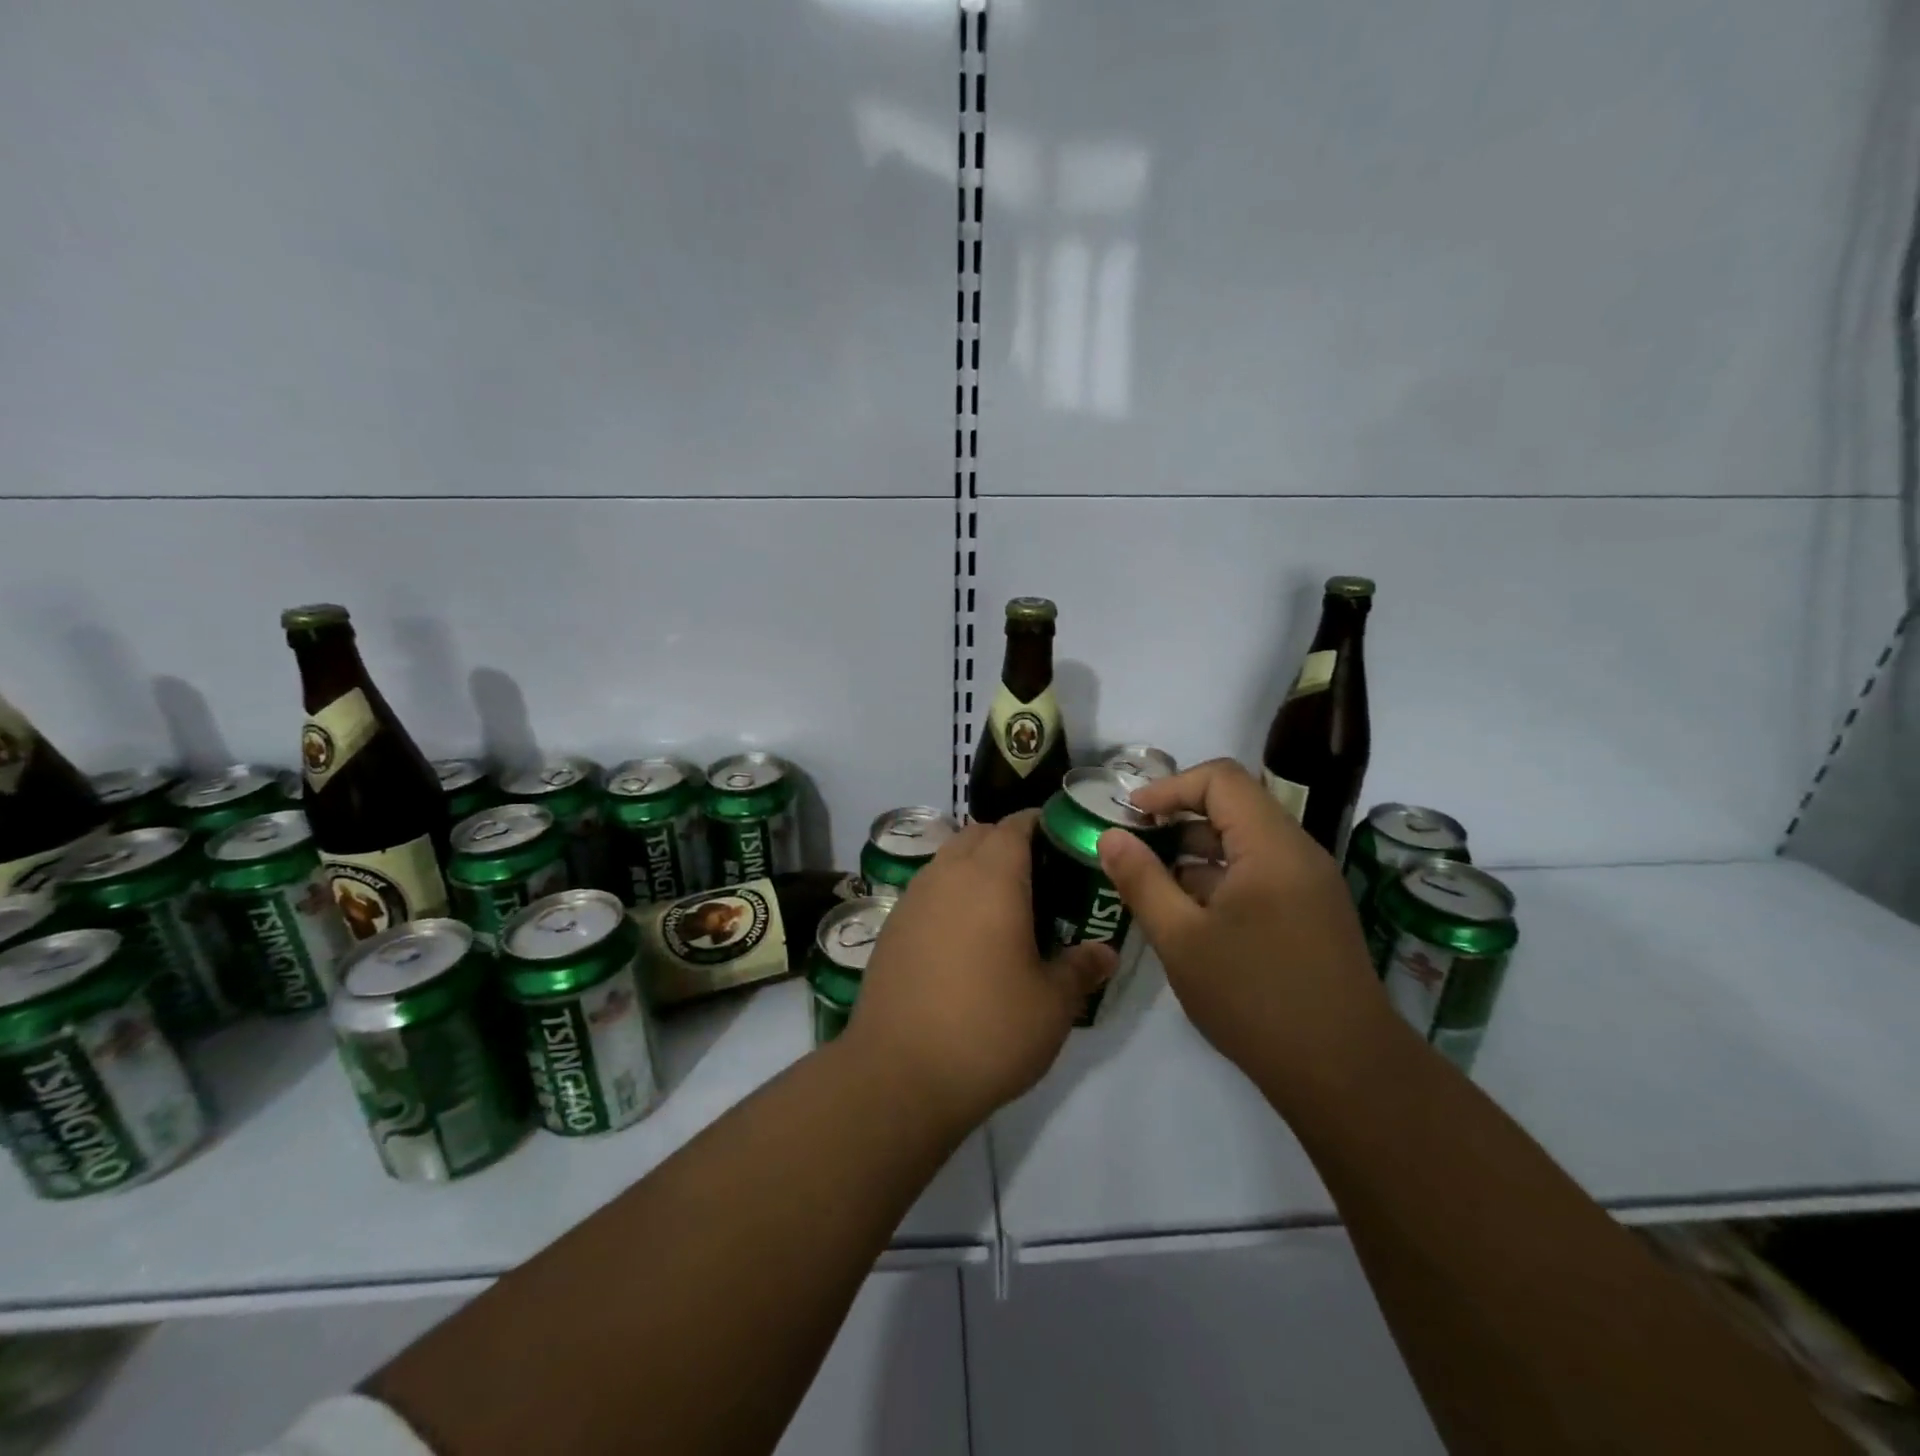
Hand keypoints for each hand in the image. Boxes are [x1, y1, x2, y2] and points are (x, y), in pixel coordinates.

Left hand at [844, 810, 1115, 1130]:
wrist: (898, 1075)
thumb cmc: (988, 1030)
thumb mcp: (1052, 1004)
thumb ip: (1081, 969)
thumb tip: (1105, 952)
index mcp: (990, 878)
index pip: (1015, 825)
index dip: (1040, 824)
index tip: (1064, 843)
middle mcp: (946, 875)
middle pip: (978, 835)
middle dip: (1008, 843)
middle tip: (1040, 879)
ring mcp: (912, 900)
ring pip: (948, 861)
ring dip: (975, 868)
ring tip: (1004, 909)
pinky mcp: (890, 929)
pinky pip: (927, 892)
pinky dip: (950, 896)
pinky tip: (965, 939)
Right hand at [1095, 758, 1388, 1089]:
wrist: (1345, 1073)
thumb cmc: (1255, 998)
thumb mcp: (1181, 939)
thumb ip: (1142, 880)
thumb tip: (1111, 837)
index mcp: (1270, 846)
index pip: (1220, 779)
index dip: (1170, 787)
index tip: (1131, 815)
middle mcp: (1297, 852)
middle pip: (1234, 806)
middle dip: (1179, 819)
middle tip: (1135, 846)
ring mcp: (1309, 883)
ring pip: (1246, 842)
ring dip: (1197, 851)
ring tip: (1153, 883)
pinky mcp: (1312, 912)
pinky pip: (1260, 872)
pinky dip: (1220, 878)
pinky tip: (1190, 915)